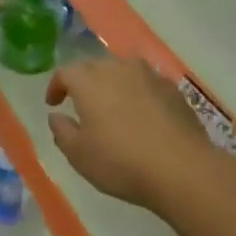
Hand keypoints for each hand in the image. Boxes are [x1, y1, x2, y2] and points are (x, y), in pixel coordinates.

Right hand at [46, 56, 214, 209]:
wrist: (181, 169)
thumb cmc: (120, 162)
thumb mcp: (78, 154)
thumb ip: (62, 131)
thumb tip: (57, 116)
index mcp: (90, 82)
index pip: (65, 72)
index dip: (56, 86)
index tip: (53, 103)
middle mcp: (119, 69)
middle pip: (94, 66)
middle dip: (83, 81)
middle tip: (79, 102)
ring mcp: (150, 77)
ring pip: (123, 70)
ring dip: (111, 83)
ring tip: (110, 105)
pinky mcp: (173, 90)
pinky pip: (146, 83)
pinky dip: (136, 93)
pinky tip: (139, 114)